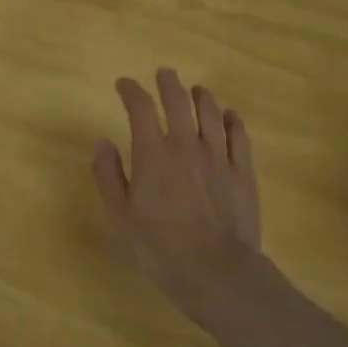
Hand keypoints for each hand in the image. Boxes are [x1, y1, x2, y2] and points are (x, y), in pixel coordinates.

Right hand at [92, 68, 263, 332]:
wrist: (216, 272)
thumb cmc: (159, 249)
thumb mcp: (120, 218)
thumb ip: (109, 176)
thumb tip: (103, 143)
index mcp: (152, 154)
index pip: (140, 108)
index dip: (130, 90)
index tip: (124, 84)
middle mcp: (186, 145)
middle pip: (178, 101)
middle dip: (168, 83)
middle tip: (164, 74)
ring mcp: (219, 157)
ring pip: (212, 113)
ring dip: (201, 96)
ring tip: (196, 90)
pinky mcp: (243, 172)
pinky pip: (240, 135)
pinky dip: (233, 120)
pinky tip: (229, 116)